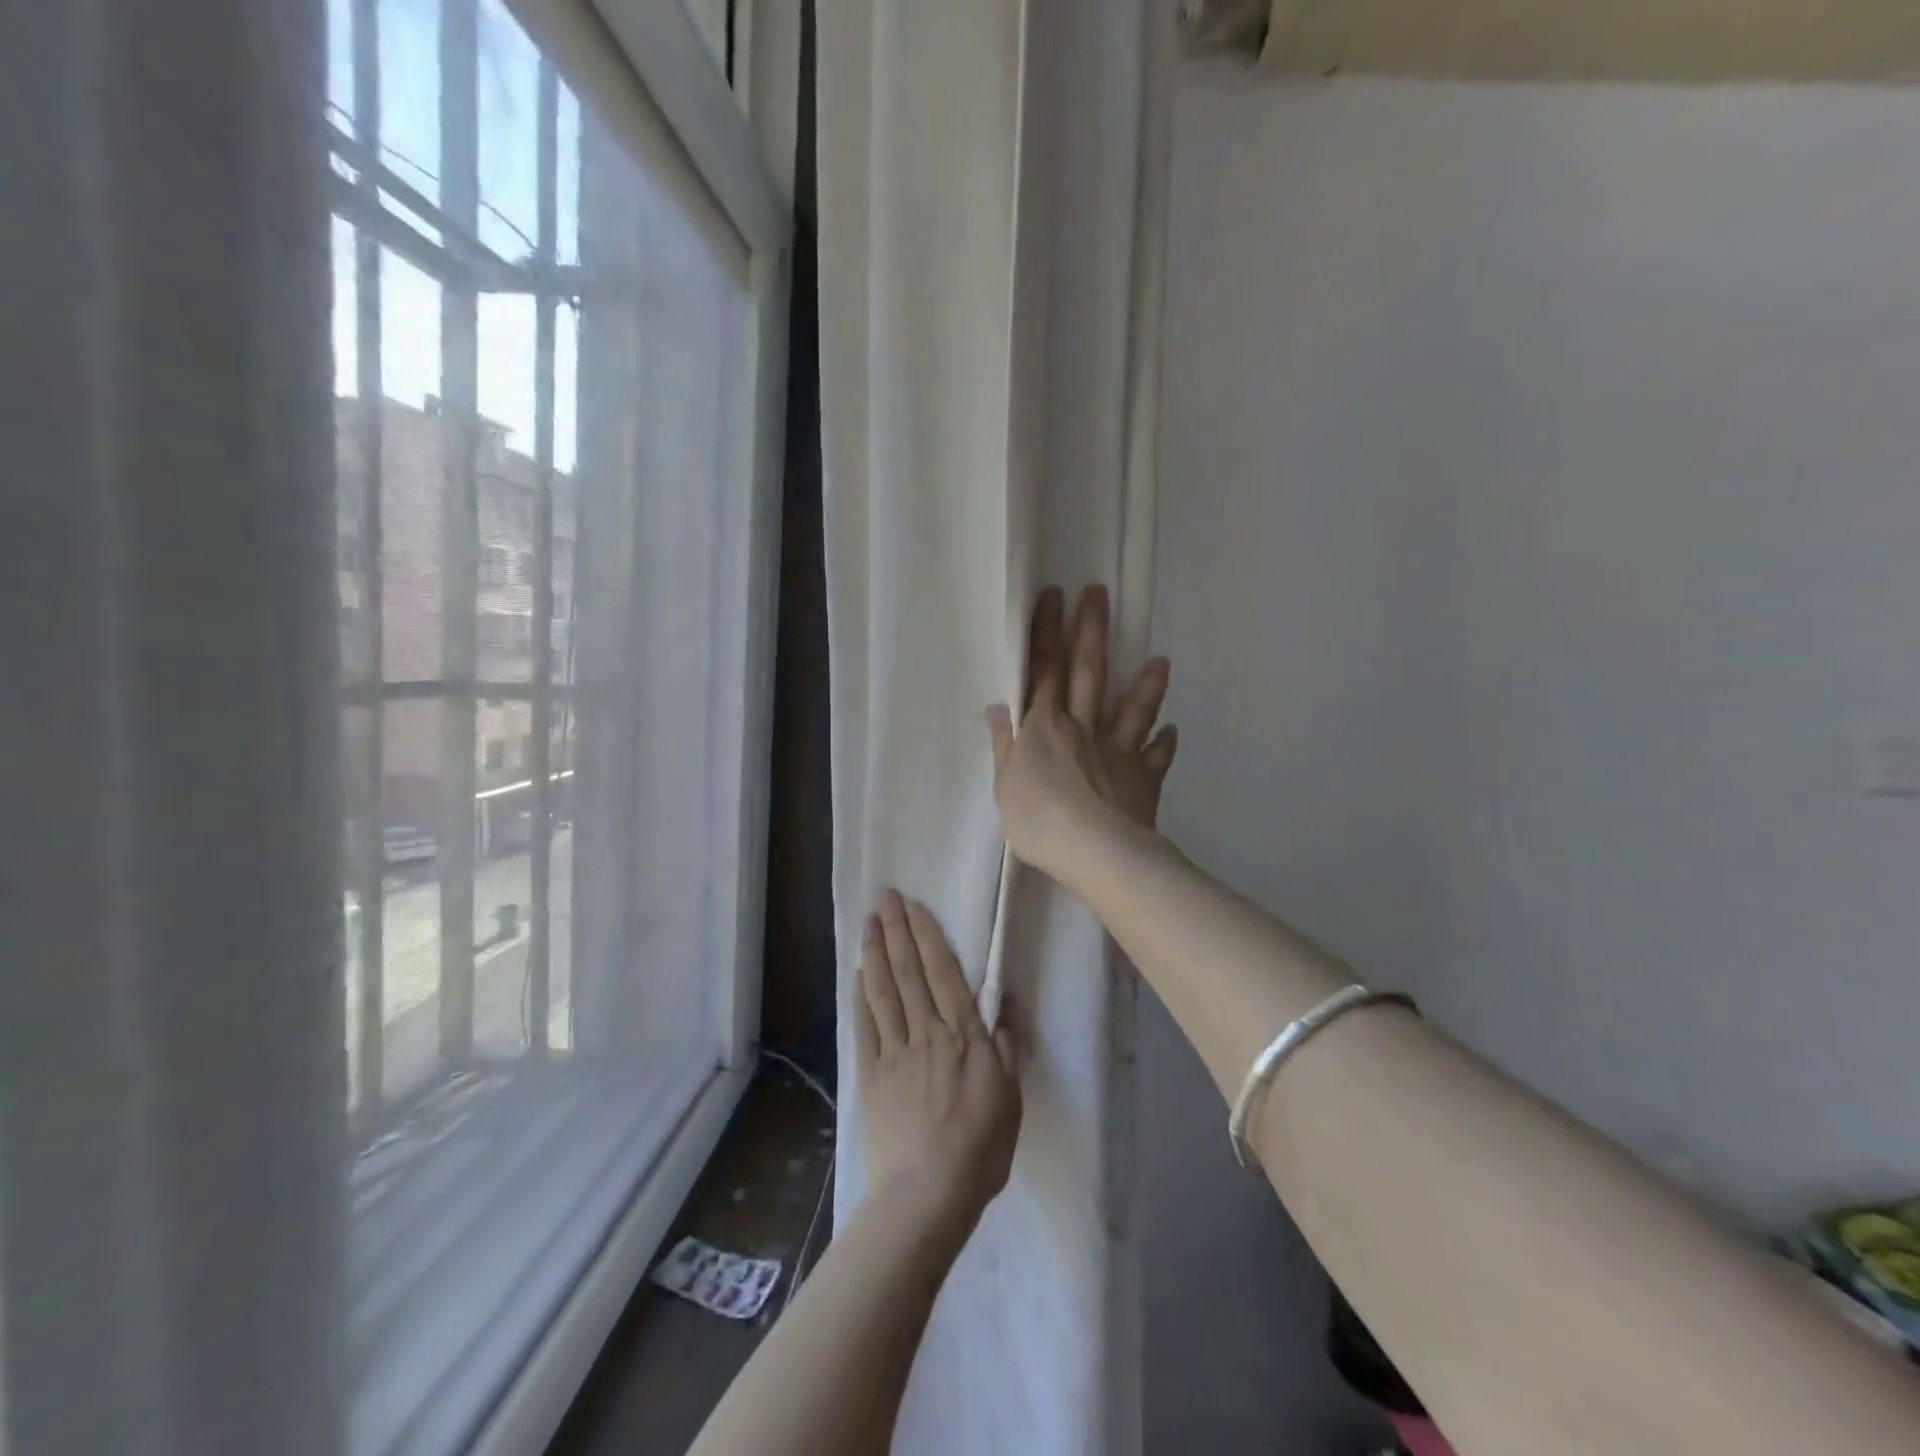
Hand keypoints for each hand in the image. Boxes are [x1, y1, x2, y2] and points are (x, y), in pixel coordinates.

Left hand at [855, 891, 1022, 1227]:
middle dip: (896, 931)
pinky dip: (860, 996)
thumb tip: (1007, 1000)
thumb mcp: (1012, 1097)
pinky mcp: (871, 1075)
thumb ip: (1007, 1045)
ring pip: (884, 991)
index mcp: (964, 1036)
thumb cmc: (979, 1148)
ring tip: (869, 922)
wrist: (927, 1195)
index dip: (927, 936)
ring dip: (875, 953)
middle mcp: (927, 1032)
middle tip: (885, 897)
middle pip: (909, 972)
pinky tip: (857, 974)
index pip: (943, 973)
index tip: (914, 906)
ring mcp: (895, 1052)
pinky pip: (865, 1027)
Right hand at [985, 584, 1178, 883]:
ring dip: (1146, 684)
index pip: (1043, 669)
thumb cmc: (1039, 820)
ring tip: (1160, 660)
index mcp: (1044, 727)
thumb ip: (1005, 745)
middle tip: (1099, 593)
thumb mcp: (1005, 785)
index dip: (1046, 631)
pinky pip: (1156, 757)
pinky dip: (1164, 743)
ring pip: (1133, 709)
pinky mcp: (1143, 778)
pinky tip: (1171, 731)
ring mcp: (1117, 751)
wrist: (1095, 852)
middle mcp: (1083, 728)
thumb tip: (998, 708)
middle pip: (1088, 672)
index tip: (1053, 595)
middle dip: (1091, 631)